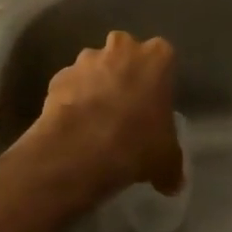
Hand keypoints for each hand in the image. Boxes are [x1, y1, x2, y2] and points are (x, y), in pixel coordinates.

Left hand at [25, 31, 183, 202]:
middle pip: (125, 54)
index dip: (157, 81)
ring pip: (94, 68)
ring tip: (95, 121)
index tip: (153, 103)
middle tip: (126, 107)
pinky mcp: (58, 76)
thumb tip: (172, 182)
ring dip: (95, 86)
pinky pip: (70, 86)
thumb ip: (172, 165)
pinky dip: (72, 99)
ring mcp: (85, 60)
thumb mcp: (167, 159)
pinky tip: (74, 126)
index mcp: (156, 57)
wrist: (81, 148)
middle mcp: (121, 48)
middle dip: (124, 74)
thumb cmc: (137, 143)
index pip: (162, 58)